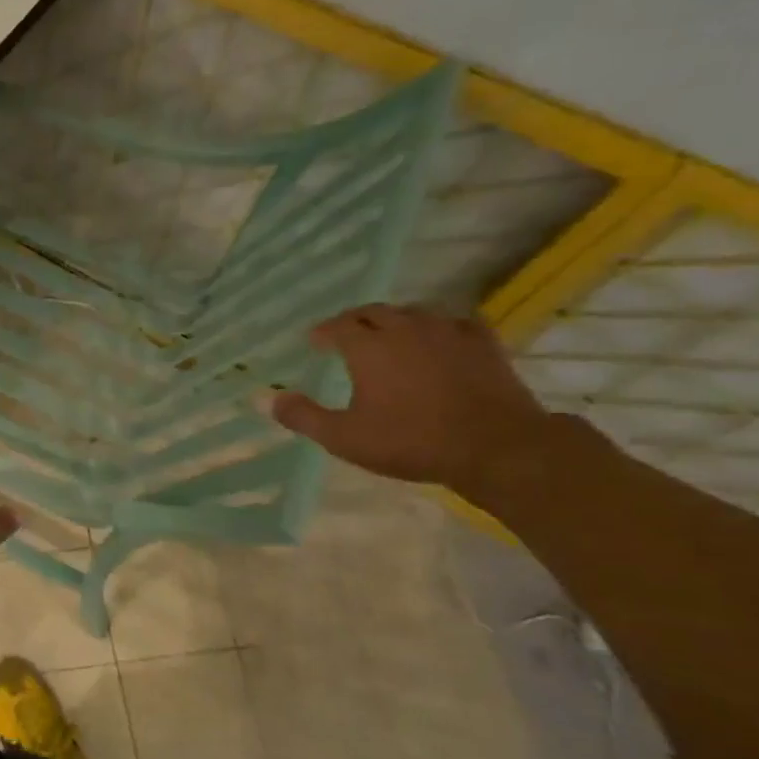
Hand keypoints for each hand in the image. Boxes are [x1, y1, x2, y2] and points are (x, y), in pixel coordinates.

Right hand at [272, 303, 559, 494]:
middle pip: (374, 311)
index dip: (324, 332)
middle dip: (355, 320)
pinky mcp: (482, 343)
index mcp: (368, 347)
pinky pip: (454, 322)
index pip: (338, 326)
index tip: (315, 341)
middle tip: (345, 334)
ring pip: (414, 312)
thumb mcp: (344, 437)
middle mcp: (405, 329)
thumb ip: (302, 416)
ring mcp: (447, 332)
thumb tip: (265, 398)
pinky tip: (438, 339)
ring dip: (394, 320)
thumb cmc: (409, 441)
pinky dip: (437, 327)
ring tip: (388, 336)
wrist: (493, 447)